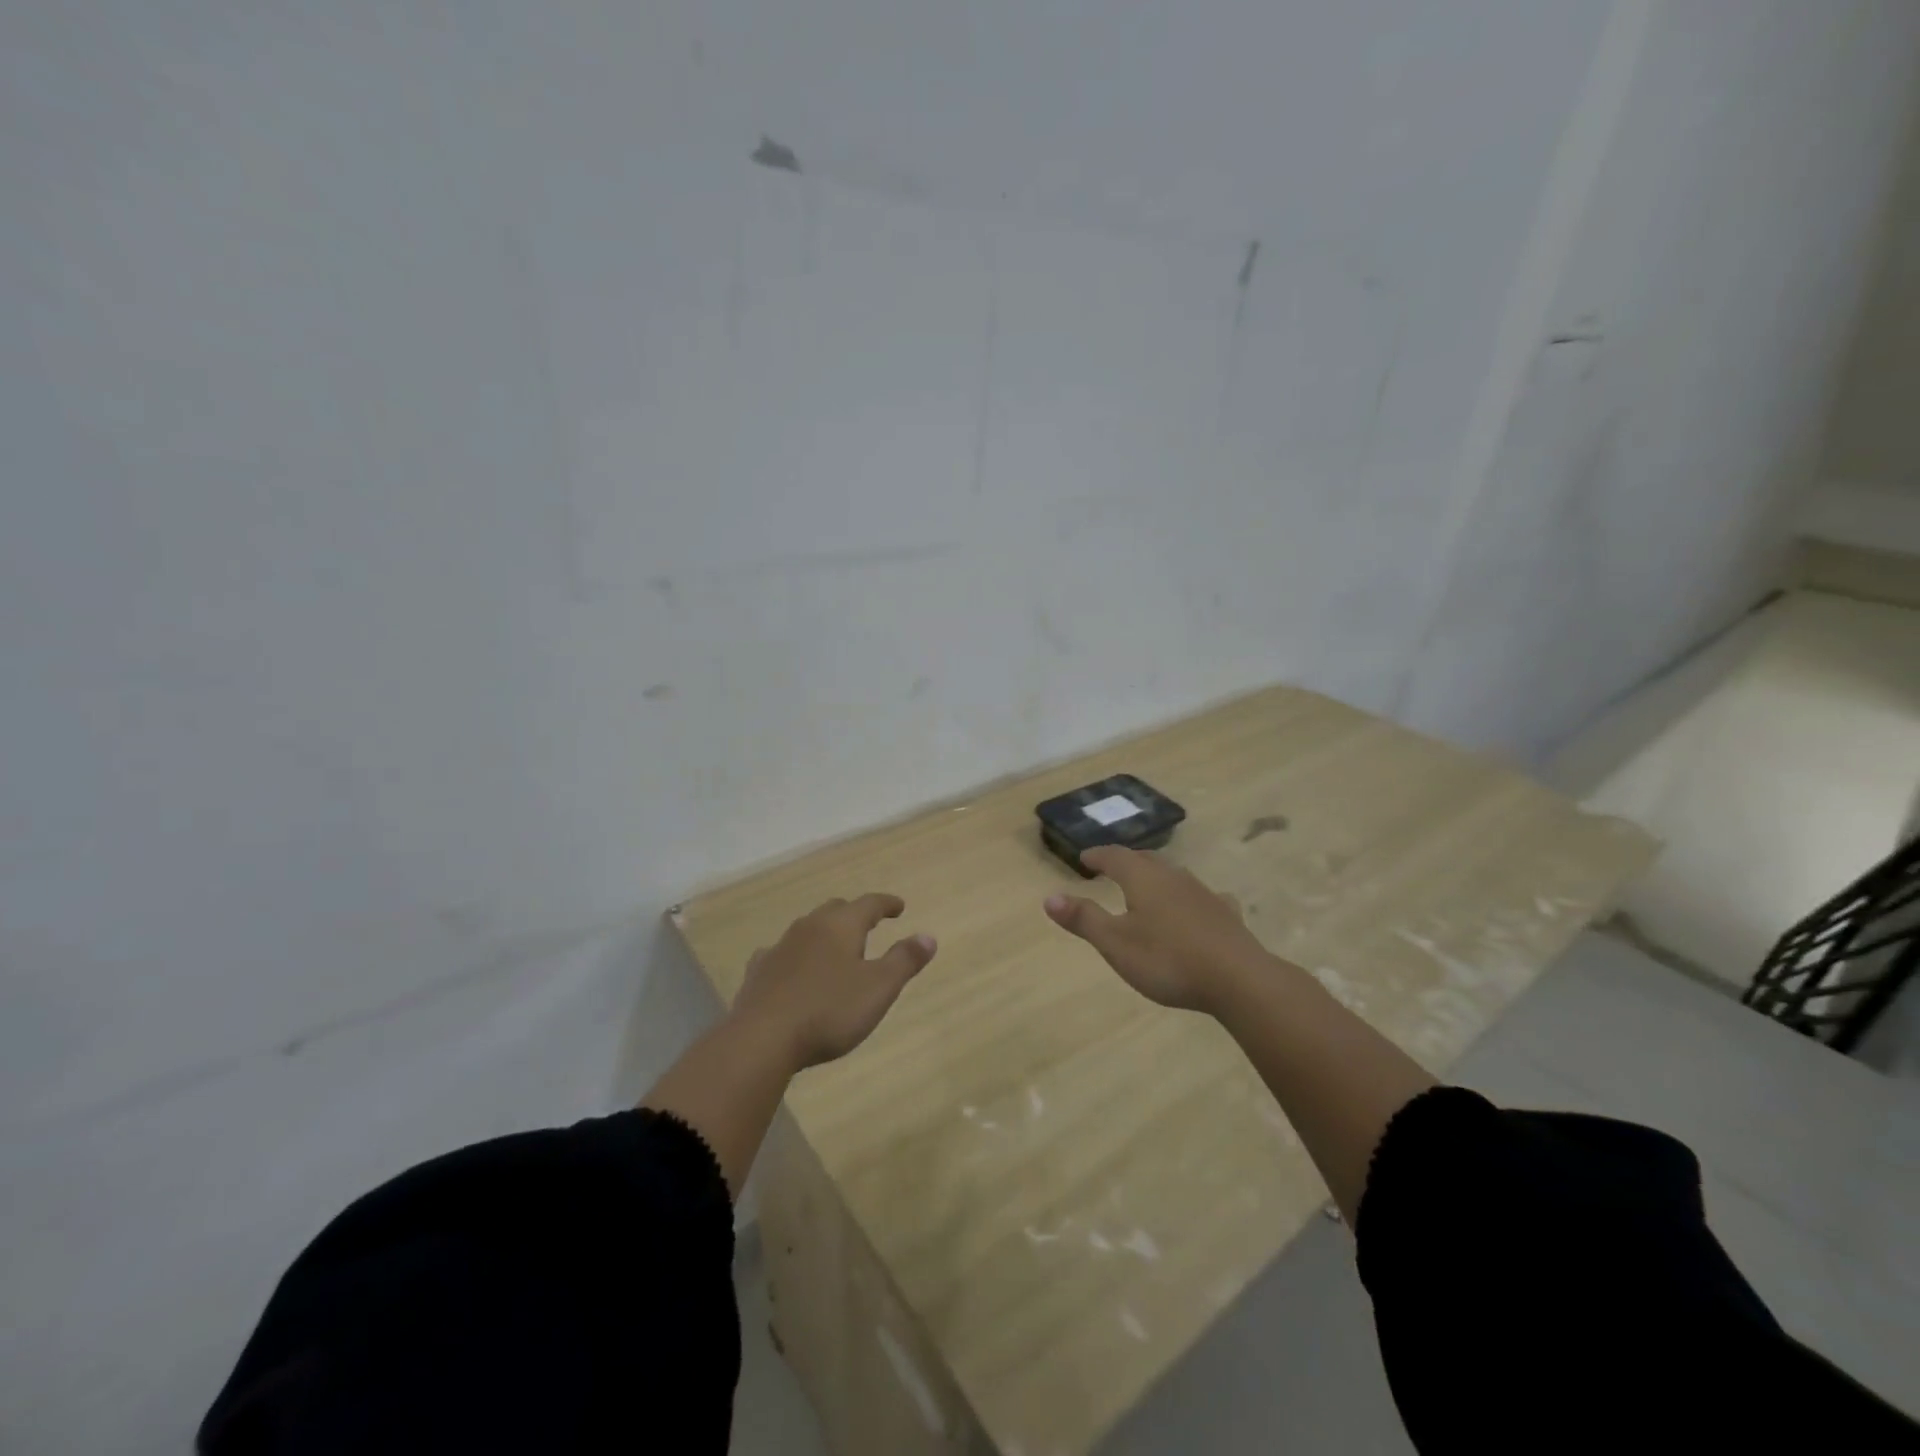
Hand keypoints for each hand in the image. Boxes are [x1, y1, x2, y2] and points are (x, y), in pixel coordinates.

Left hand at [728, 894, 936, 1071]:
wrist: (761, 1039)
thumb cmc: (829, 1011)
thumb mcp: (879, 988)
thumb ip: (904, 960)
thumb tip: (928, 936)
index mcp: (840, 926)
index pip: (869, 904)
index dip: (886, 904)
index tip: (899, 906)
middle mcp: (809, 928)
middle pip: (835, 910)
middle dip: (854, 914)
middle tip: (869, 925)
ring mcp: (779, 948)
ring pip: (807, 930)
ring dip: (825, 934)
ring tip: (835, 949)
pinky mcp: (758, 973)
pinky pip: (782, 954)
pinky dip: (796, 956)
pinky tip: (793, 970)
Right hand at [1044, 846, 1272, 1013]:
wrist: (1239, 980)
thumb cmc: (1168, 960)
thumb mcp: (1116, 944)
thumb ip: (1084, 919)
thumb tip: (1049, 897)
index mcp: (1143, 879)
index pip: (1115, 856)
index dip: (1098, 856)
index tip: (1084, 858)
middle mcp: (1174, 877)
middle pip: (1146, 860)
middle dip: (1126, 861)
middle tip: (1111, 867)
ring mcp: (1203, 894)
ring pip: (1174, 875)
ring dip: (1156, 876)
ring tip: (1146, 885)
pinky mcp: (1225, 915)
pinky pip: (1201, 897)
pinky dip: (1188, 898)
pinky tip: (1197, 907)